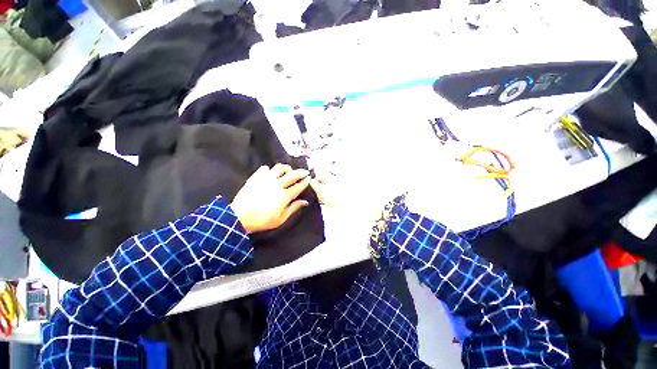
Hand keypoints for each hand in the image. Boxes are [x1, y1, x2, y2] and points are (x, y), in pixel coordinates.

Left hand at [231, 164, 310, 233]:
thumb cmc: (262, 220)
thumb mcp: (281, 218)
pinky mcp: (256, 177)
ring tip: (289, 170)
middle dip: (300, 172)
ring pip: (279, 168)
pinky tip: (271, 172)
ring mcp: (266, 179)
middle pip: (292, 175)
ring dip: (286, 168)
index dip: (305, 182)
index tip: (309, 178)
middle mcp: (277, 184)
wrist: (239, 216)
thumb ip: (293, 208)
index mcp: (285, 195)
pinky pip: (265, 169)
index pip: (298, 186)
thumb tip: (305, 201)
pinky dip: (270, 169)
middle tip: (305, 171)